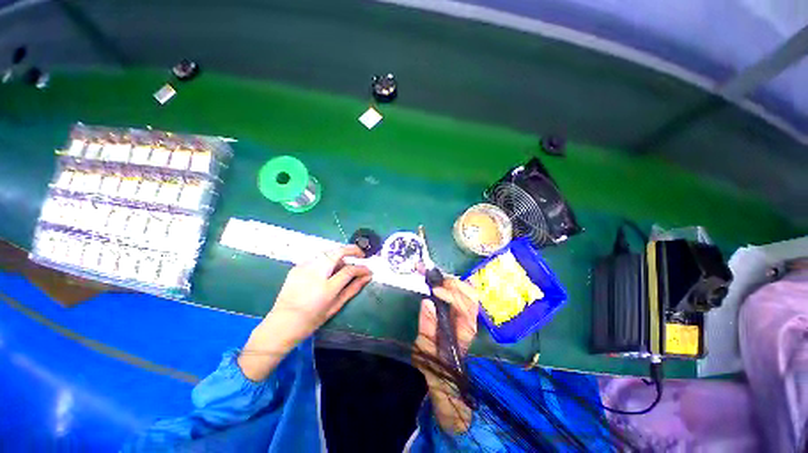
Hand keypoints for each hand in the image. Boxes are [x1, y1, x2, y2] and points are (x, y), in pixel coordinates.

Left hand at [270, 245, 371, 342]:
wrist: (281, 324)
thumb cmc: (311, 320)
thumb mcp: (335, 306)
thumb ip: (353, 289)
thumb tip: (367, 277)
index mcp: (326, 288)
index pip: (349, 270)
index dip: (361, 268)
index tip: (368, 270)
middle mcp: (315, 274)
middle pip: (337, 252)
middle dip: (353, 250)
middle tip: (361, 255)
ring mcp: (304, 268)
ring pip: (327, 252)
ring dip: (340, 254)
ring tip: (344, 264)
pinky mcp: (297, 267)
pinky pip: (317, 258)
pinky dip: (327, 259)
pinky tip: (328, 269)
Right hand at [413, 278, 478, 432]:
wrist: (448, 382)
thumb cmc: (437, 368)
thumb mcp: (426, 351)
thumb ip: (427, 328)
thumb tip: (427, 301)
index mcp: (464, 332)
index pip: (465, 307)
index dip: (452, 295)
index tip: (434, 291)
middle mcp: (471, 322)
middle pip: (472, 295)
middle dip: (454, 284)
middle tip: (435, 280)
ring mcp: (469, 318)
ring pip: (470, 293)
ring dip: (454, 283)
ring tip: (437, 280)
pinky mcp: (463, 316)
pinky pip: (464, 296)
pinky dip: (454, 287)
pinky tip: (442, 284)